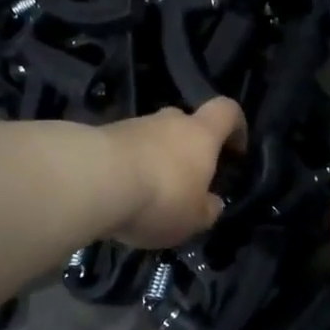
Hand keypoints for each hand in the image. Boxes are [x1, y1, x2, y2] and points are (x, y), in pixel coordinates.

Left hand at [106, 97, 246, 248]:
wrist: (92, 180)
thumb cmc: (160, 197)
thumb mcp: (194, 219)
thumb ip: (207, 209)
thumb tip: (211, 202)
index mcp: (201, 134)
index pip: (227, 111)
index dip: (236, 126)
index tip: (236, 151)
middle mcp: (168, 120)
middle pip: (186, 125)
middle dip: (188, 150)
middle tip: (186, 182)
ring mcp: (131, 125)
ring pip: (152, 138)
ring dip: (154, 160)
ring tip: (147, 196)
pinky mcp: (100, 136)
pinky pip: (124, 150)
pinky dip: (127, 168)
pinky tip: (120, 195)